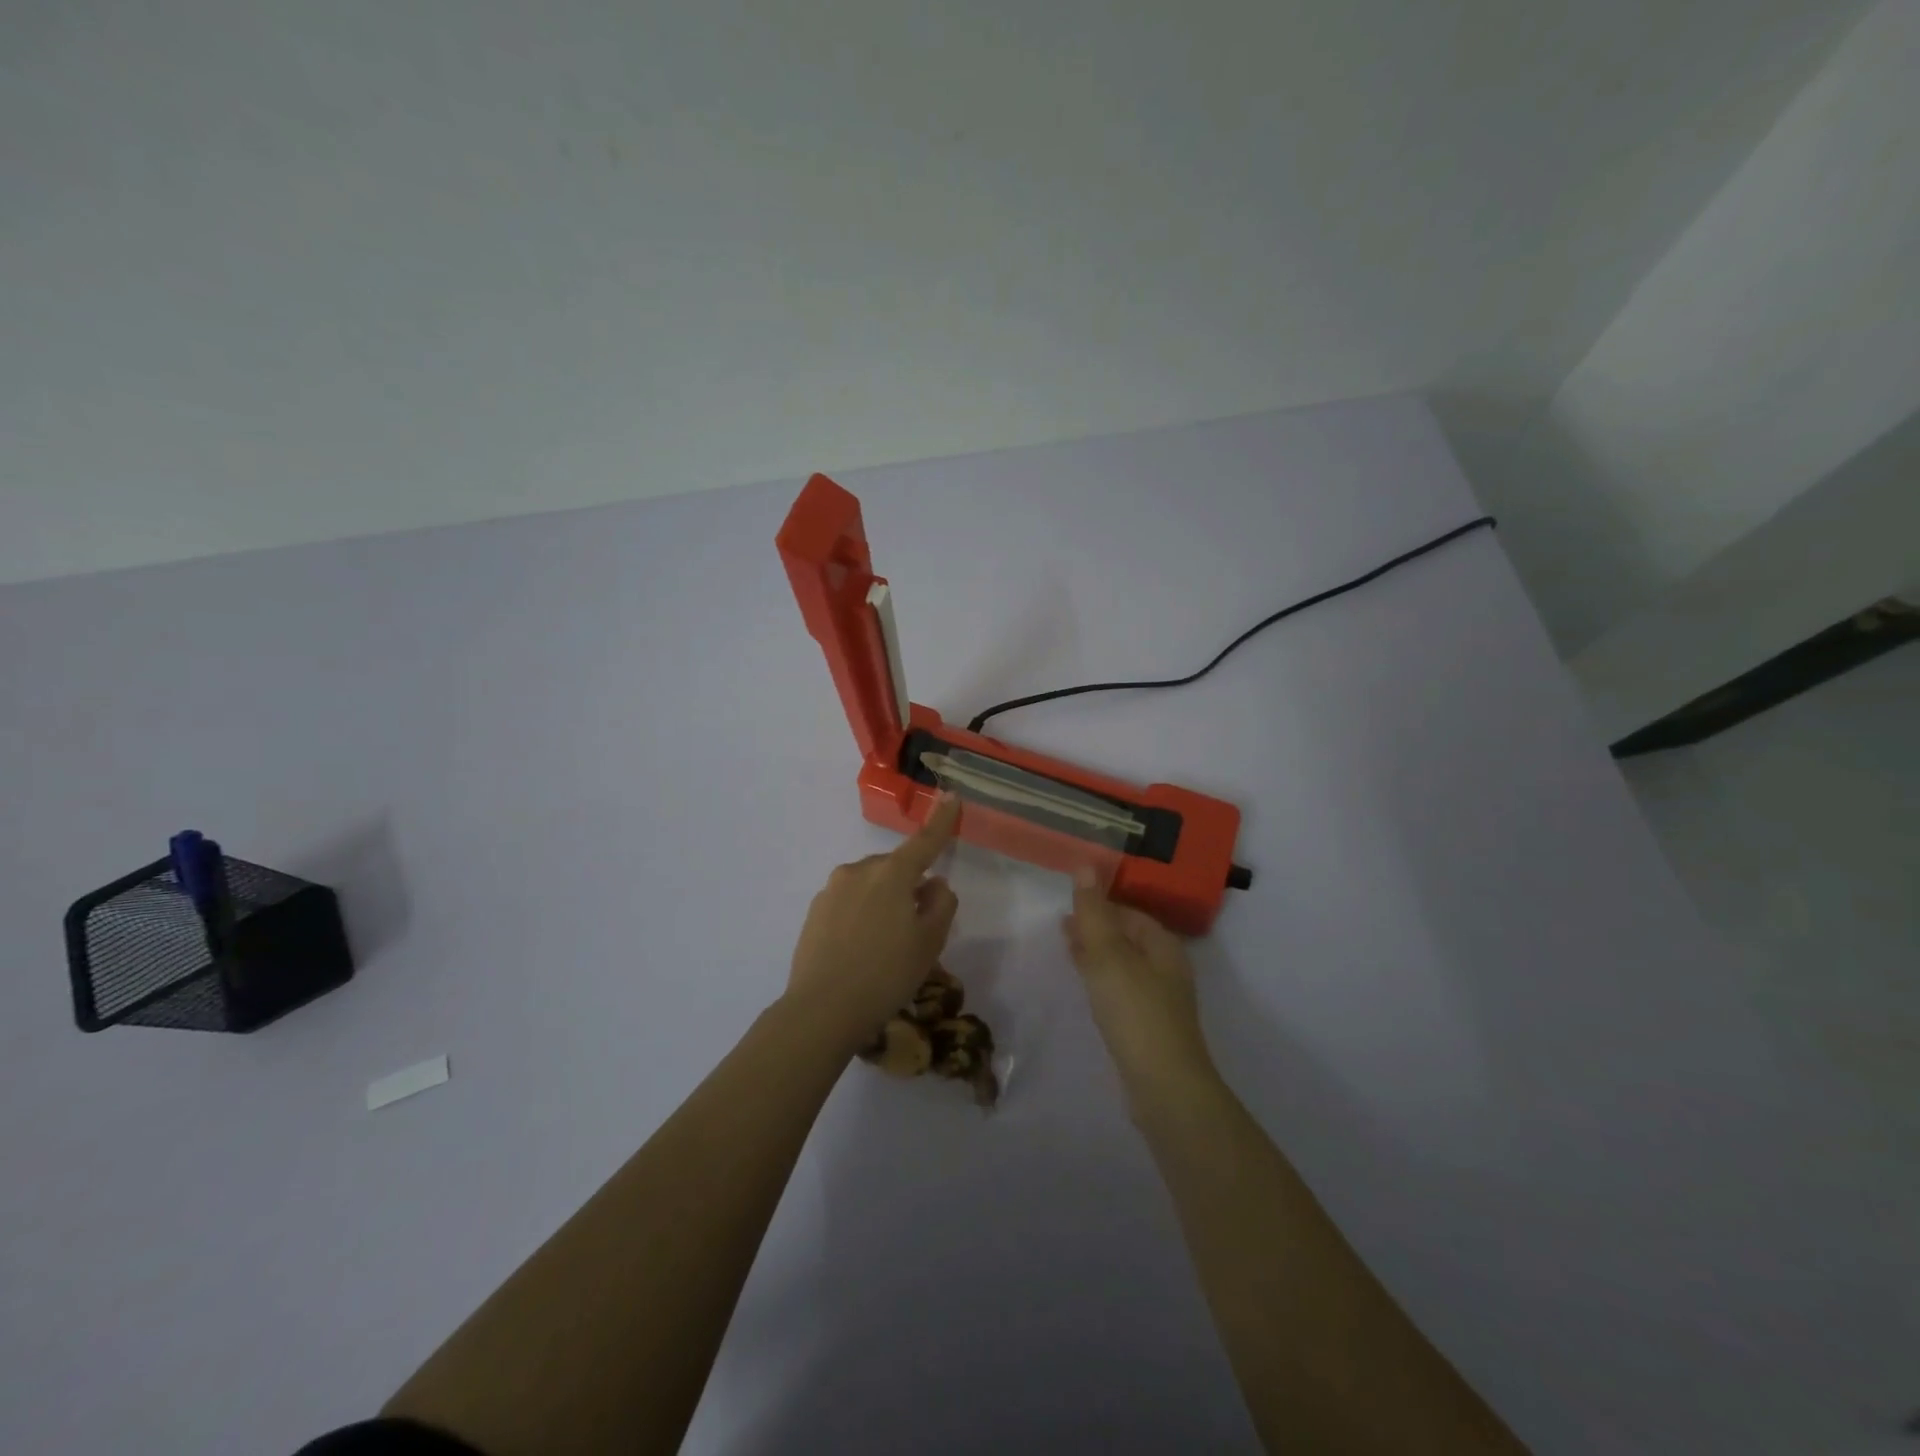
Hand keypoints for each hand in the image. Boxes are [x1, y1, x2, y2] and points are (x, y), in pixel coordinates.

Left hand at [785, 795, 961, 1053]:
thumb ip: (941, 904)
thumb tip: (934, 883)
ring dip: (882, 902)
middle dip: (907, 886)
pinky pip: (848, 903)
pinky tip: (860, 950)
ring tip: (884, 946)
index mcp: (892, 874)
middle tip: (915, 927)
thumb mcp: (930, 942)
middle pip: (894, 869)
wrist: (822, 1009)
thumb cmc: (886, 974)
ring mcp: (832, 890)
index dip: (941, 821)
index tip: (951, 797)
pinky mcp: (814, 911)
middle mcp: (859, 871)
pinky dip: (860, 916)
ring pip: (869, 886)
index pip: (924, 842)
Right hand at [1063, 875, 1213, 1091]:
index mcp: (1162, 945)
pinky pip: (1121, 990)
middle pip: (1128, 938)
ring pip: (1123, 965)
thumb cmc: (1135, 1011)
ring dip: (1097, 954)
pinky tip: (1087, 987)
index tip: (1069, 906)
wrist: (1164, 1086)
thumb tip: (1085, 865)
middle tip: (1062, 927)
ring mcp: (1160, 999)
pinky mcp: (1149, 1026)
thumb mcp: (1108, 955)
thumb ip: (1094, 912)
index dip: (1100, 906)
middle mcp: (1166, 967)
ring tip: (1067, 951)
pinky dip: (1101, 980)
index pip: (1129, 913)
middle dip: (1097, 929)